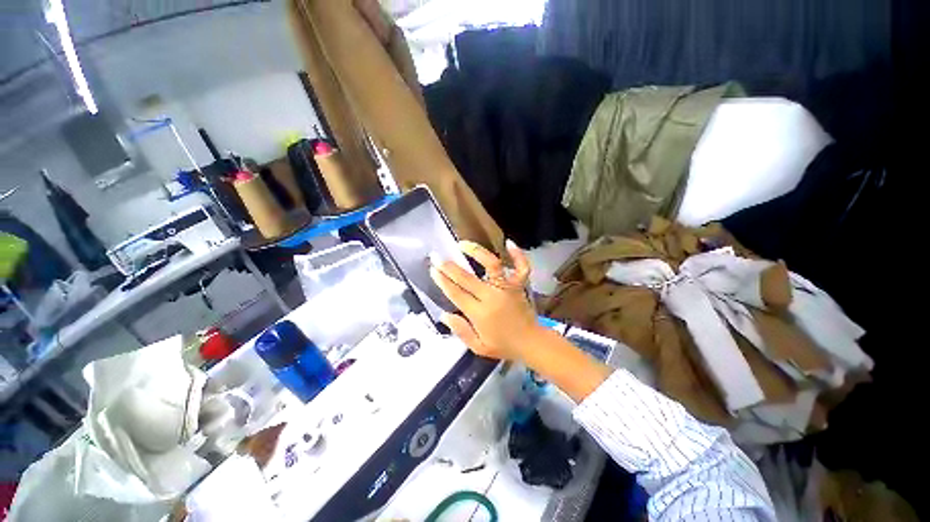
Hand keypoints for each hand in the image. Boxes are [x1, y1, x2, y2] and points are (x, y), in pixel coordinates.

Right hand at [429, 239, 542, 361]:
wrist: (531, 343)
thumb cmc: (503, 345)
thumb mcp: (478, 347)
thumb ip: (461, 331)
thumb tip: (444, 315)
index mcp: (480, 314)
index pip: (456, 294)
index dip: (443, 281)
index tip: (433, 269)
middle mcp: (492, 297)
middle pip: (467, 278)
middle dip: (449, 266)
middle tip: (437, 256)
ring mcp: (507, 288)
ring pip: (492, 265)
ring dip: (477, 252)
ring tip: (463, 244)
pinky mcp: (519, 285)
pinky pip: (521, 267)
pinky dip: (517, 255)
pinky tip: (509, 243)